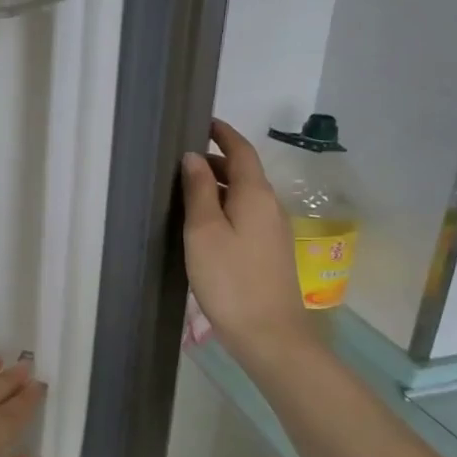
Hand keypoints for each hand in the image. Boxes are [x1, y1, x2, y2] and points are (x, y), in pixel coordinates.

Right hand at [180, 119, 317, 364]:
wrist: (270, 334)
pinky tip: (205, 225)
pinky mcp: (270, 253)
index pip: (241, 151)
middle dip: (217, 160)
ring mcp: (273, 231)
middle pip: (244, 172)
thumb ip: (199, 190)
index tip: (203, 122)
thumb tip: (194, 157)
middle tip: (183, 161)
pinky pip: (246, 216)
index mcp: (255, 195)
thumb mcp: (204, 231)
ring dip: (219, 186)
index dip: (223, 133)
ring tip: (187, 191)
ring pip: (245, 196)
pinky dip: (226, 208)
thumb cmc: (230, 279)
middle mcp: (270, 206)